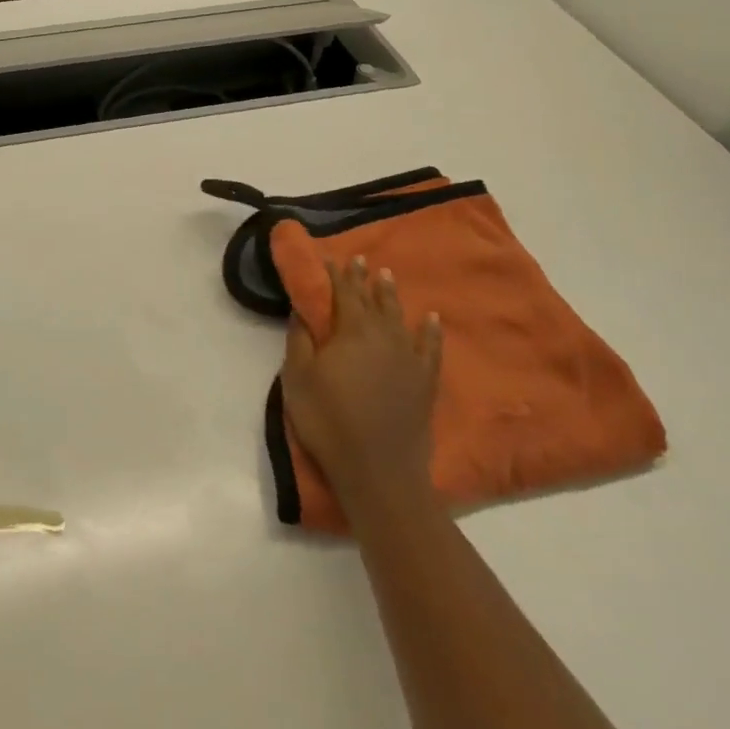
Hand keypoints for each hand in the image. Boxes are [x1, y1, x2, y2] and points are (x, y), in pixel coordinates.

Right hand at [281, 255, 442, 516]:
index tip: (332, 258)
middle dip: (364, 278)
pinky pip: (430, 347)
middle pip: (372, 300)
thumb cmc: (329, 420)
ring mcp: (408, 358)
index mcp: (350, 330)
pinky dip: (431, 331)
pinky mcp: (425, 381)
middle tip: (362, 259)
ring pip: (399, 316)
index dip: (337, 274)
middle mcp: (383, 335)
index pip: (343, 293)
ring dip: (391, 295)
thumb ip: (299, 340)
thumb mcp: (298, 378)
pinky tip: (432, 318)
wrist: (379, 470)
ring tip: (387, 276)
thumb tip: (302, 311)